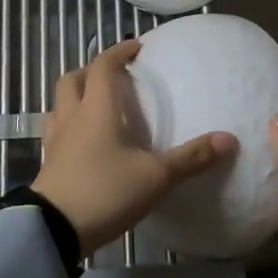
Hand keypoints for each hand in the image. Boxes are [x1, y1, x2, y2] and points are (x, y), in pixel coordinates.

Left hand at [31, 40, 235, 254]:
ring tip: (98, 106)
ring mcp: (55, 140)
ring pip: (60, 104)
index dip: (118, 52)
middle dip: (91, 71)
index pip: (103, 66)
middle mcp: (72, 116)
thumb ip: (191, 157)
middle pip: (72, 79)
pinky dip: (69, 125)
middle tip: (114, 76)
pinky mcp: (48, 163)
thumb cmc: (105, 191)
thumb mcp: (155, 176)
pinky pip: (56, 131)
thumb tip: (229, 139)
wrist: (54, 230)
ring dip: (76, 97)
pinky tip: (84, 141)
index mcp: (96, 108)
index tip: (137, 47)